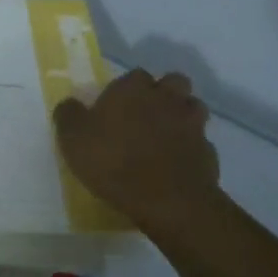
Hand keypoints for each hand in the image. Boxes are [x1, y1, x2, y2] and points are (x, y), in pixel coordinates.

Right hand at [54, 70, 219, 234]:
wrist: (167, 201)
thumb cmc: (113, 162)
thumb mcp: (72, 139)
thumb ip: (68, 115)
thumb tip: (70, 104)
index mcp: (133, 89)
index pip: (134, 75)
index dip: (127, 89)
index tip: (117, 106)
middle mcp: (166, 98)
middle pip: (173, 82)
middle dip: (164, 93)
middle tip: (147, 113)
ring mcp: (192, 124)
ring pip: (193, 107)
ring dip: (182, 116)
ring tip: (166, 135)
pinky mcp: (209, 152)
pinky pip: (201, 142)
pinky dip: (192, 149)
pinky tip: (178, 164)